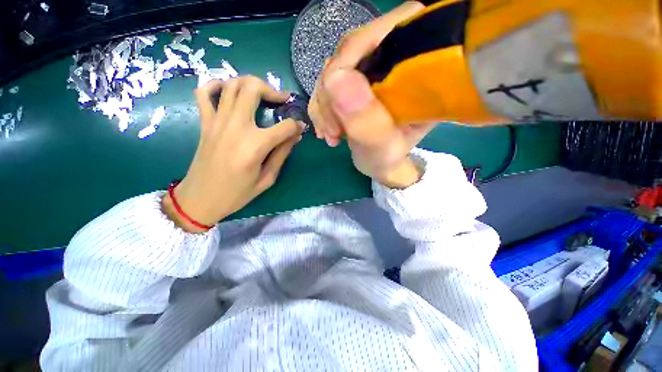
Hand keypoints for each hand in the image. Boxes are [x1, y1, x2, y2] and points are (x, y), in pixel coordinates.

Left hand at [163, 77, 304, 232]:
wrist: (200, 199)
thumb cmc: (237, 193)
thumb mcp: (267, 178)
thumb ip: (282, 154)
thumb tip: (295, 136)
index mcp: (255, 146)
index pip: (284, 127)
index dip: (296, 125)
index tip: (301, 127)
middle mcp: (236, 127)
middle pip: (253, 89)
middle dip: (272, 90)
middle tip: (282, 99)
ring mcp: (217, 121)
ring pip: (232, 85)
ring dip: (250, 83)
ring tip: (262, 93)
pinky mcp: (204, 123)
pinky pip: (204, 93)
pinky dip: (216, 85)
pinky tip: (228, 91)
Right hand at [308, 1, 434, 187]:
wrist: (377, 163)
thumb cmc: (386, 159)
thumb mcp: (382, 149)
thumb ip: (367, 122)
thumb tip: (336, 79)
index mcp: (418, 73)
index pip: (393, 29)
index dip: (358, 48)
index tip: (337, 90)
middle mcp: (396, 63)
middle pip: (353, 48)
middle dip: (333, 90)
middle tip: (334, 129)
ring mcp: (371, 70)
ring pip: (334, 67)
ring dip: (324, 104)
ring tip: (332, 135)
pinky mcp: (354, 81)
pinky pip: (326, 82)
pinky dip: (321, 107)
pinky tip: (327, 130)